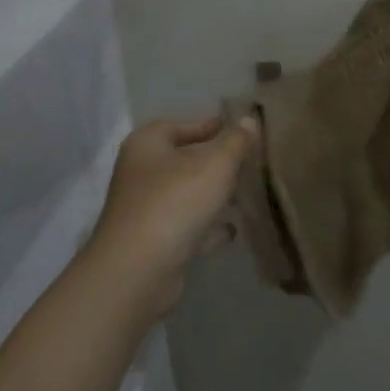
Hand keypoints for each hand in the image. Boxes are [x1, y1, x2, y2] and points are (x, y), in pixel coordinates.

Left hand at [84, 116, 258, 316]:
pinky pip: (186, 226)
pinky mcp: (153, 242)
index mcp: (148, 144)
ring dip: (214, 196)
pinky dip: (207, 227)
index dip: (212, 126)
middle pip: (185, 160)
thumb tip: (249, 120)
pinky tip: (232, 230)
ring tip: (247, 195)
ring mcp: (145, 209)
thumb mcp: (216, 164)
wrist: (139, 270)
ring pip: (187, 194)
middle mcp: (141, 173)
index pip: (183, 125)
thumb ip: (236, 141)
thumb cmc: (176, 201)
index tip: (241, 131)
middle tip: (250, 164)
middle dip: (217, 163)